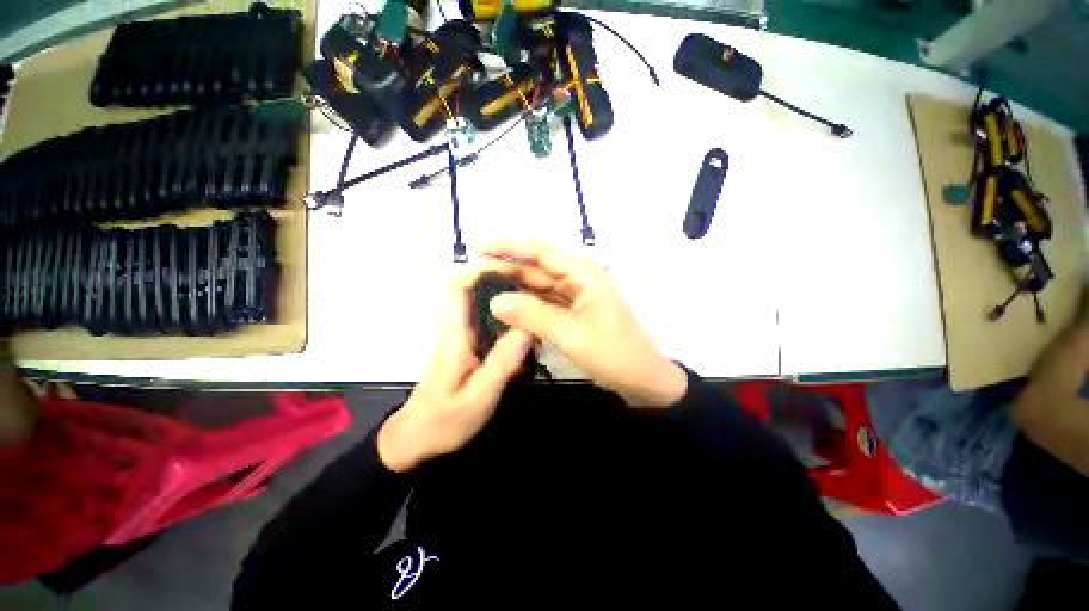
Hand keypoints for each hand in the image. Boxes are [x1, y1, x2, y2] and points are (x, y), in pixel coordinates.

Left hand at [377, 267, 533, 472]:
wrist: (417, 441)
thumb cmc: (443, 421)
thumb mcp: (478, 397)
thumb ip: (502, 363)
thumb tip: (527, 327)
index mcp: (455, 333)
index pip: (459, 285)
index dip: (483, 268)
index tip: (515, 267)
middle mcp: (457, 327)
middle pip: (476, 288)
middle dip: (506, 280)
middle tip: (539, 287)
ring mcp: (462, 336)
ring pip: (485, 303)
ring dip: (510, 299)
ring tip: (539, 306)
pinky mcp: (468, 346)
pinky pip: (490, 321)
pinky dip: (509, 319)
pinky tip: (529, 332)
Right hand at [482, 241, 686, 406]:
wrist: (643, 380)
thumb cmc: (614, 355)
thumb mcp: (572, 334)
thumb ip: (533, 315)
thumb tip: (495, 301)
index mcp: (583, 273)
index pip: (540, 251)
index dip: (507, 245)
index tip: (476, 243)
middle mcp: (578, 277)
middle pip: (536, 267)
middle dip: (505, 267)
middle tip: (471, 272)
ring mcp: (576, 295)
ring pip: (538, 285)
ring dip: (513, 286)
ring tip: (482, 288)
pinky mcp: (573, 311)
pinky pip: (544, 302)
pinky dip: (526, 305)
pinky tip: (506, 308)